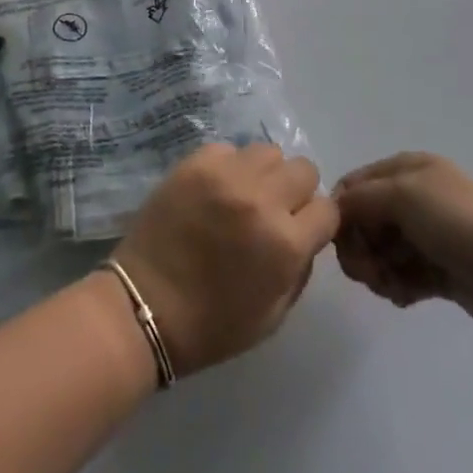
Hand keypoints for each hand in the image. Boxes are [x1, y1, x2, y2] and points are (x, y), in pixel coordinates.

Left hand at [113, 143, 338, 376]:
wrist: (144, 305)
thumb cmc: (212, 324)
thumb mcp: (275, 315)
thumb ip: (300, 268)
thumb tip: (307, 234)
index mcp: (286, 243)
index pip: (328, 209)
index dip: (317, 221)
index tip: (302, 230)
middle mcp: (262, 199)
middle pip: (303, 169)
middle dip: (296, 191)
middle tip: (274, 210)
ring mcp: (226, 175)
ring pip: (268, 152)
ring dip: (265, 173)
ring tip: (245, 195)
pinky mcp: (195, 162)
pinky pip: (229, 149)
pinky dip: (229, 166)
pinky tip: (215, 190)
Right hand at [333, 152, 472, 339]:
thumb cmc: (460, 223)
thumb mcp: (402, 195)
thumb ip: (359, 199)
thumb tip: (334, 211)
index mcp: (407, 169)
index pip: (354, 185)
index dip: (342, 213)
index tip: (344, 242)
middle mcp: (415, 197)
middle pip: (364, 221)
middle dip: (360, 248)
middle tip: (370, 272)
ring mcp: (429, 235)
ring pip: (381, 252)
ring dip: (378, 271)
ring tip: (393, 287)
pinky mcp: (441, 271)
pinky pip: (402, 277)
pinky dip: (397, 287)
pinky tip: (406, 298)